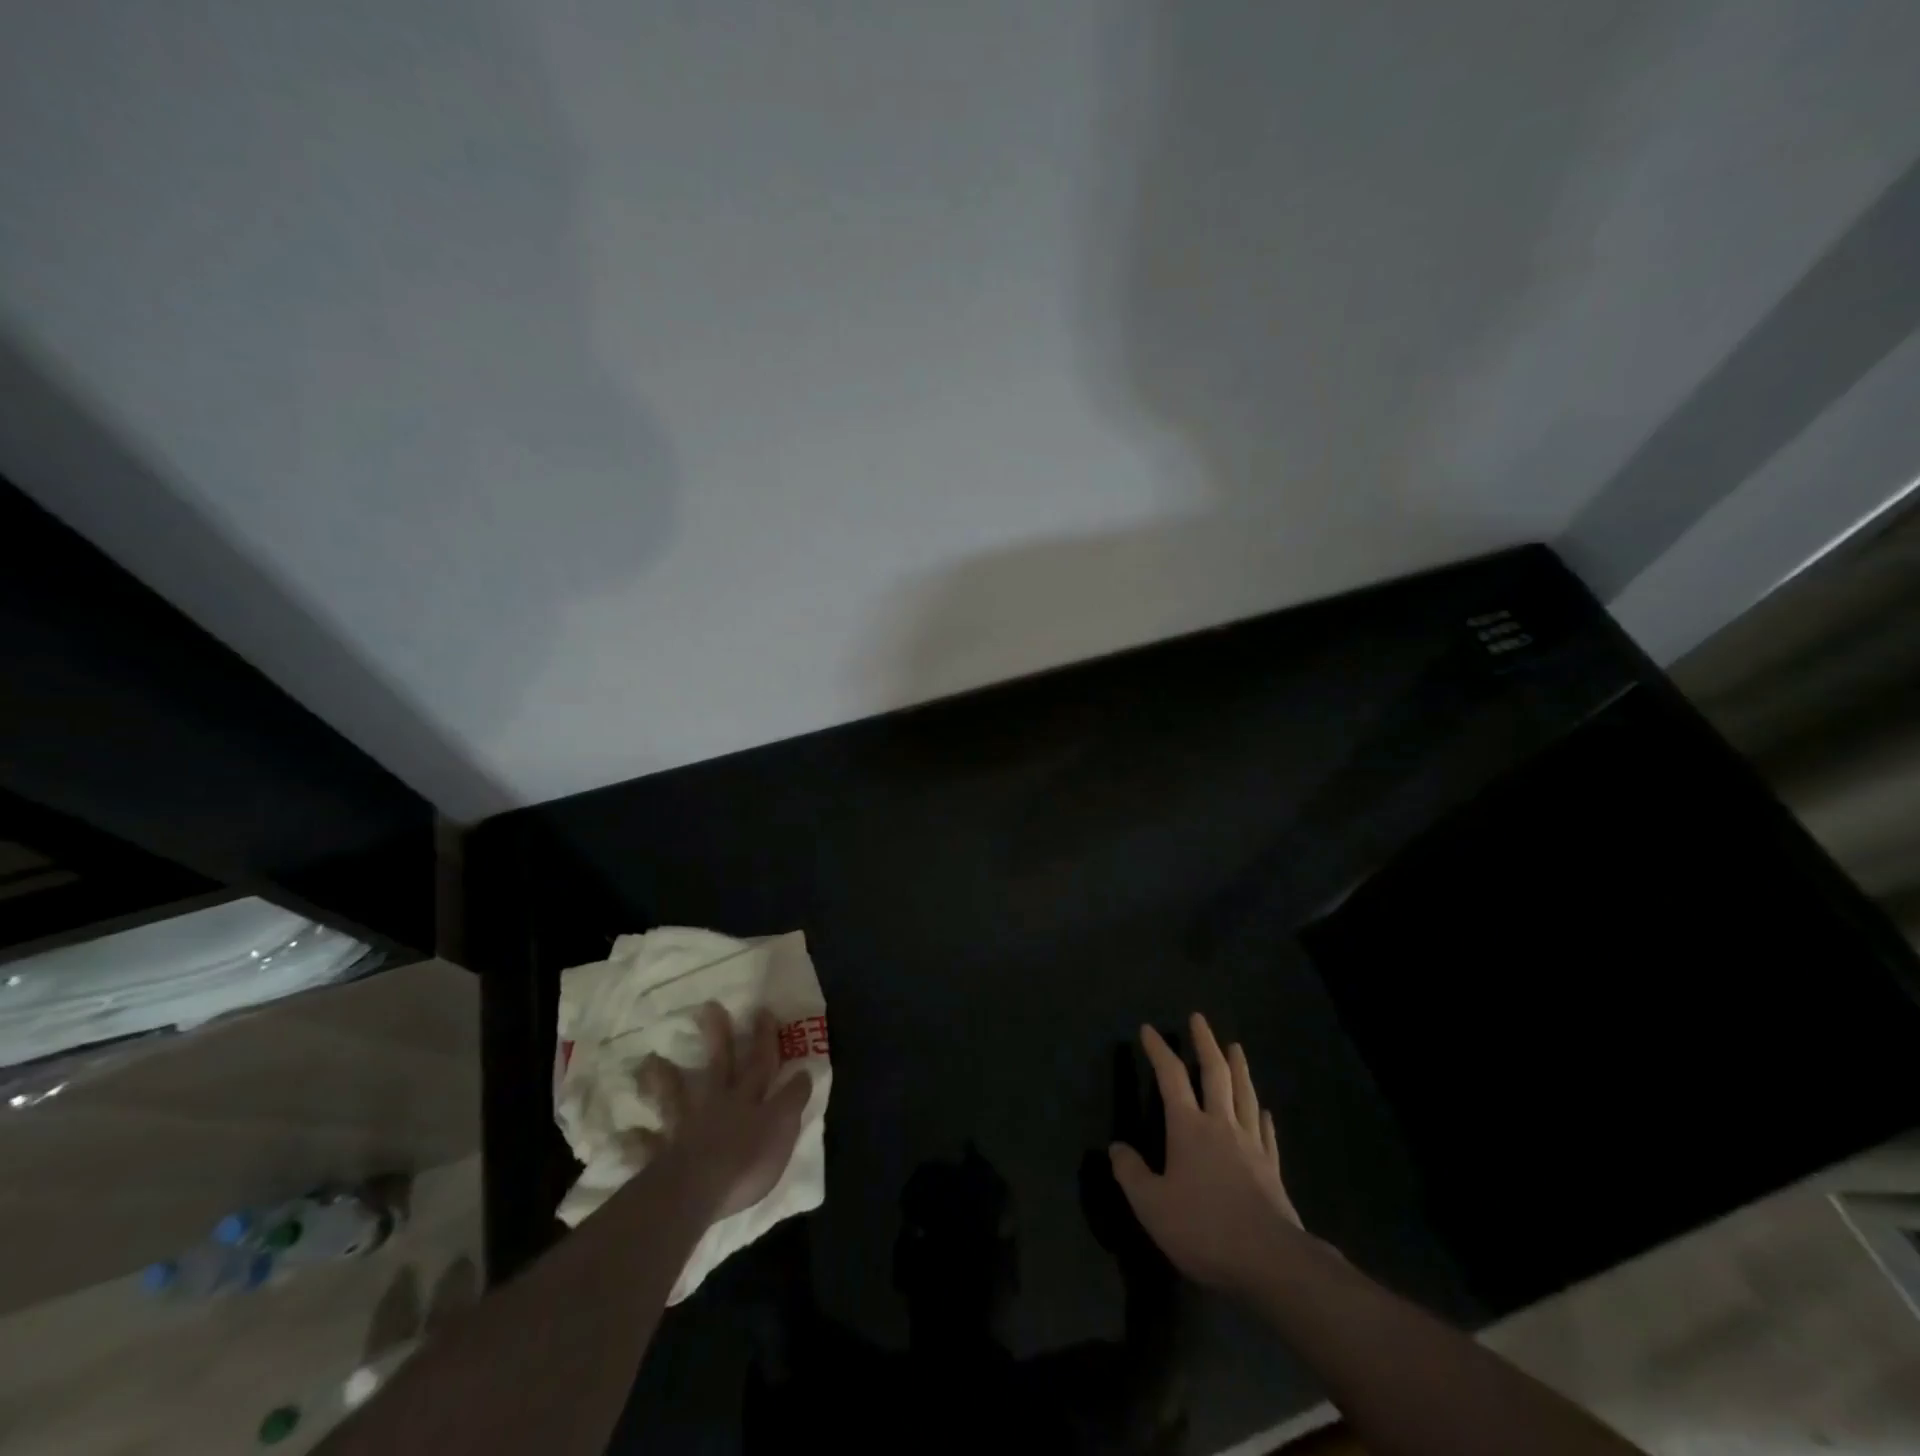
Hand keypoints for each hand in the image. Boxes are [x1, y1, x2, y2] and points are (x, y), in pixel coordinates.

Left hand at [634, 1002, 810, 1219]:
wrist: (699, 1190)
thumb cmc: (747, 1160)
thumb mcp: (783, 1128)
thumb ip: (792, 1101)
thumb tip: (804, 1073)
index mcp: (749, 1099)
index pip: (762, 1062)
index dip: (764, 1037)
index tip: (762, 1010)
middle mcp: (718, 1104)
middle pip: (718, 1065)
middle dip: (716, 1036)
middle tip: (707, 1007)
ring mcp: (687, 1127)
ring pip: (676, 1097)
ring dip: (663, 1079)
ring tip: (648, 1061)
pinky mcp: (664, 1156)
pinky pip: (648, 1147)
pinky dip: (638, 1141)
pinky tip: (624, 1133)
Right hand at [1109, 1012, 1303, 1293]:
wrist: (1271, 1261)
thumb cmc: (1205, 1228)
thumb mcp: (1152, 1206)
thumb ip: (1131, 1174)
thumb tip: (1116, 1148)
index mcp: (1189, 1128)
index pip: (1170, 1077)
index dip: (1158, 1050)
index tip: (1149, 1029)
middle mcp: (1221, 1125)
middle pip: (1215, 1074)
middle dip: (1205, 1043)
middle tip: (1199, 1019)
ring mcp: (1251, 1146)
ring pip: (1244, 1095)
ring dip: (1239, 1068)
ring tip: (1236, 1047)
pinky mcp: (1272, 1170)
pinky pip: (1266, 1133)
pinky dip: (1263, 1117)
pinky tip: (1264, 1110)